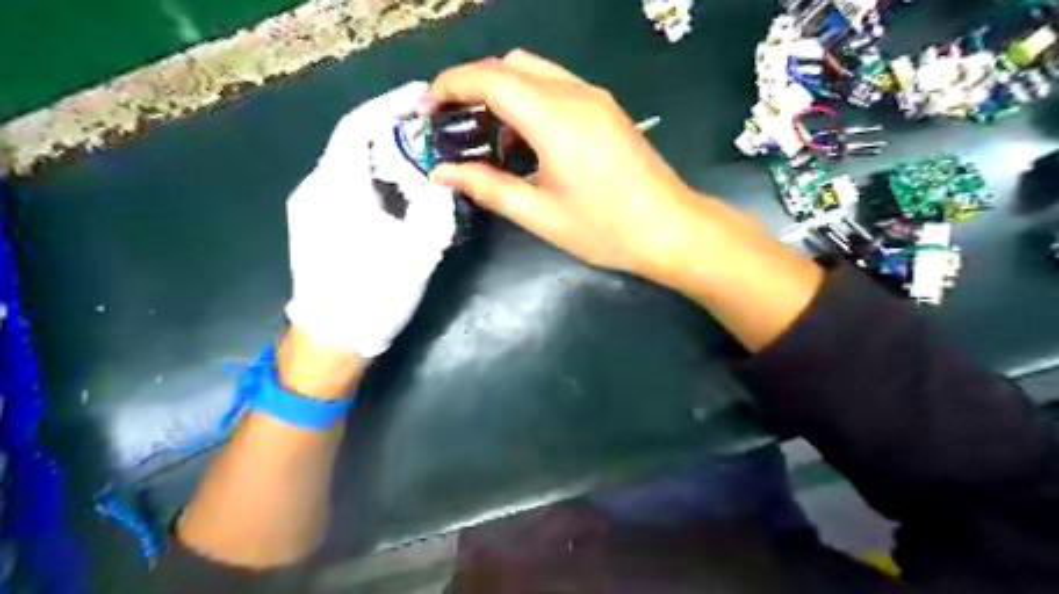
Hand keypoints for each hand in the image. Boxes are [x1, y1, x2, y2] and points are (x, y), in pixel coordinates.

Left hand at [286, 82, 455, 356]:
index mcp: (336, 192)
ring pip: (349, 163)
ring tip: (422, 163)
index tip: (422, 96)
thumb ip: (434, 210)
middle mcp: (314, 189)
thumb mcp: (416, 254)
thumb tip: (445, 179)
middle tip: (433, 134)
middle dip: (393, 132)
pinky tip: (398, 192)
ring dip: (385, 156)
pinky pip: (345, 184)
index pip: (357, 127)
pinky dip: (374, 177)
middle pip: (353, 142)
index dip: (389, 104)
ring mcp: (309, 206)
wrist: (330, 341)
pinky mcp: (313, 221)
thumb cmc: (372, 298)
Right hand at [425, 48, 701, 274]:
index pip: (489, 78)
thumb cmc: (605, 229)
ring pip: (534, 72)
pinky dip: (528, 102)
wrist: (671, 229)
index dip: (450, 85)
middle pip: (510, 65)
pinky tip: (526, 142)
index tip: (426, 110)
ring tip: (489, 139)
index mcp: (555, 118)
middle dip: (473, 87)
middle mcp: (575, 93)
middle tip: (454, 126)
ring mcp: (594, 97)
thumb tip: (443, 172)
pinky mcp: (605, 108)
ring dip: (502, 94)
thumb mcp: (539, 214)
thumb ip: (487, 187)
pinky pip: (556, 87)